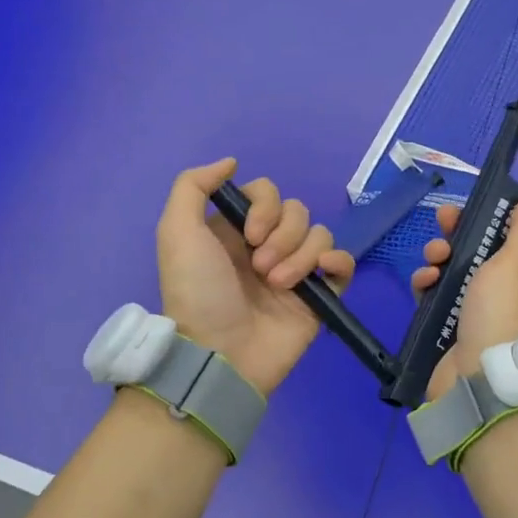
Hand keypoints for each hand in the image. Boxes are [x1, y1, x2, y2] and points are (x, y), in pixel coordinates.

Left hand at [155, 159, 352, 396]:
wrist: (220, 355)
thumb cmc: (197, 292)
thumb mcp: (176, 233)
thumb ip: (193, 186)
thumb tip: (231, 162)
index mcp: (235, 229)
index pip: (267, 192)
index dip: (264, 206)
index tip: (249, 233)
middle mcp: (266, 246)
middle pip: (296, 211)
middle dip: (283, 235)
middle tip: (261, 268)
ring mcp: (294, 271)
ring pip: (319, 234)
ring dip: (301, 255)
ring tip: (278, 285)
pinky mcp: (318, 296)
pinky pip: (342, 263)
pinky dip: (336, 262)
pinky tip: (320, 275)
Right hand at [413, 189, 517, 401]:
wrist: (478, 383)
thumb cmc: (503, 317)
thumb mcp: (516, 264)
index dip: (508, 222)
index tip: (488, 206)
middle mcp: (514, 296)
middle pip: (487, 252)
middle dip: (463, 233)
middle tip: (445, 219)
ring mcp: (482, 313)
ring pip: (458, 271)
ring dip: (442, 257)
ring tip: (433, 257)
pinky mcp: (453, 328)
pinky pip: (438, 296)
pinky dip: (429, 285)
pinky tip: (422, 282)